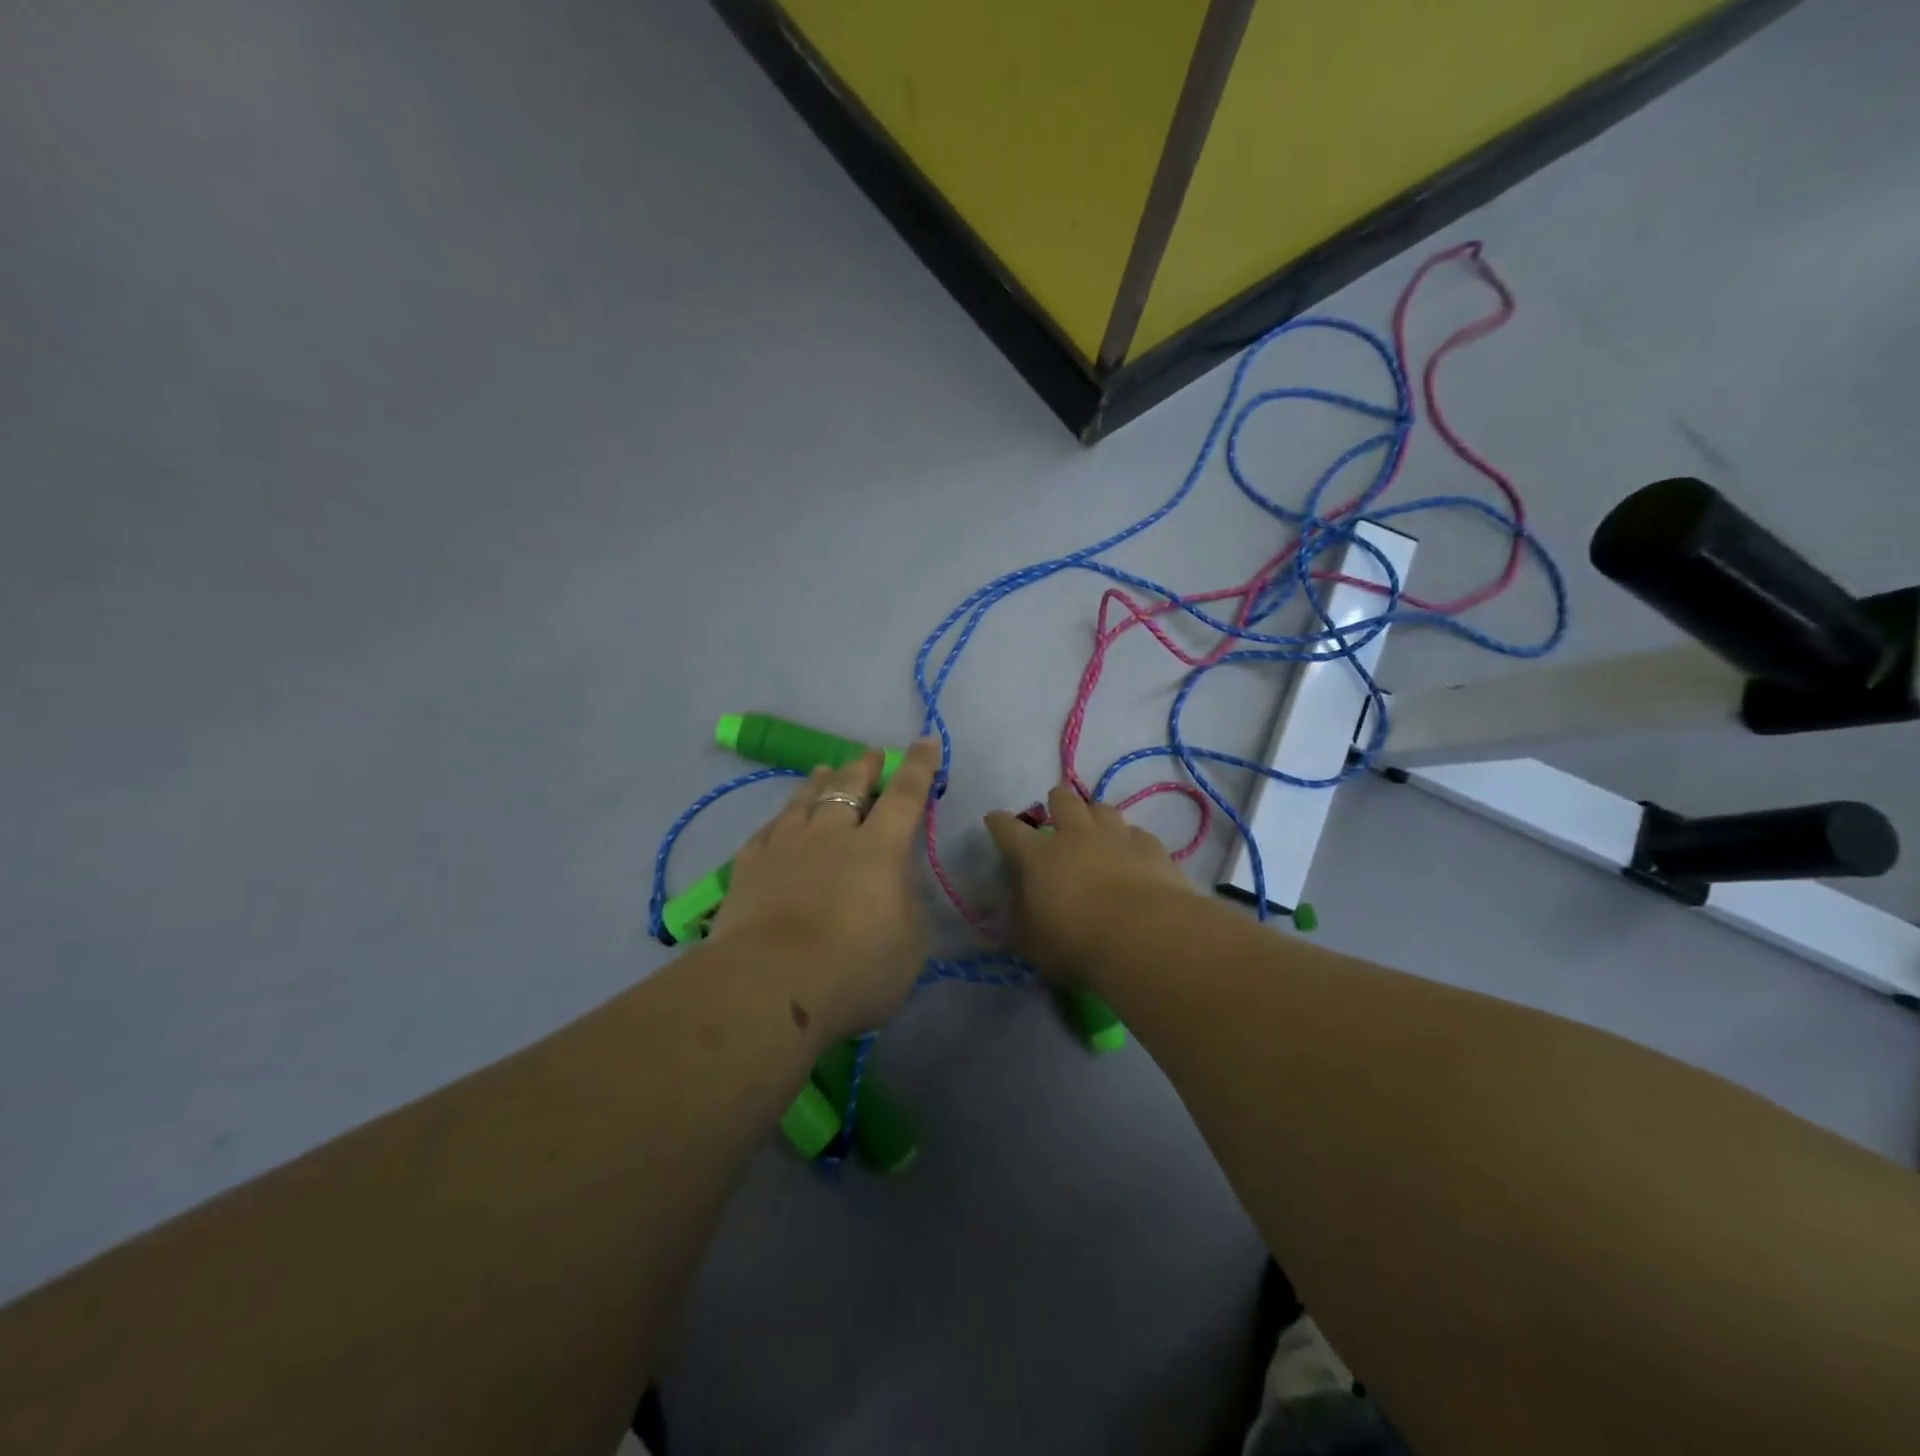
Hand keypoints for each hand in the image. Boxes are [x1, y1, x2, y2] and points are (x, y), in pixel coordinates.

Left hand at [710, 738, 938, 1039]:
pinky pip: (767, 830)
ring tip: (824, 770)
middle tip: (870, 755)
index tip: (926, 741)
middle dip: (863, 766)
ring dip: (818, 782)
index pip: (905, 795)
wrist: (771, 986)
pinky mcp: (748, 867)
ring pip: (804, 800)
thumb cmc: (856, 969)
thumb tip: (897, 881)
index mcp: (879, 848)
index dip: (918, 766)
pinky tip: (779, 820)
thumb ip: (907, 903)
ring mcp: (785, 846)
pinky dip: (780, 819)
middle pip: (848, 787)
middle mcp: (831, 835)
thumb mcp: (909, 943)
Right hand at [984, 783, 1195, 983]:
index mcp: (1037, 856)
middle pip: (1063, 802)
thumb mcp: (1029, 940)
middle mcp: (1075, 836)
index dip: (999, 822)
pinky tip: (1133, 854)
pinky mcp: (1151, 848)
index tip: (994, 818)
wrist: (1143, 936)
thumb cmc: (1075, 942)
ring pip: (1103, 809)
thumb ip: (1019, 915)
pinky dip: (1131, 841)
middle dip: (1057, 800)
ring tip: (1096, 827)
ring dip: (1095, 815)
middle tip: (1057, 806)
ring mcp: (1116, 837)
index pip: (1008, 830)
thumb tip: (1017, 901)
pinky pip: (1137, 834)